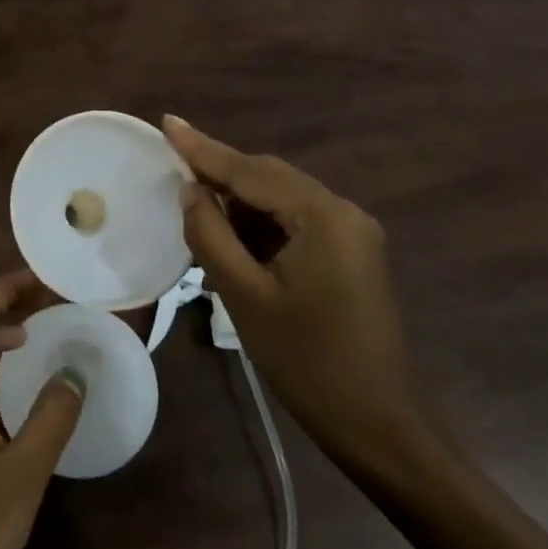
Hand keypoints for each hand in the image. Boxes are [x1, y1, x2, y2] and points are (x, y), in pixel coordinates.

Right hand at [163, 116, 439, 481]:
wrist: (379, 426)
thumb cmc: (306, 361)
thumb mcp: (245, 296)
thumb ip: (211, 234)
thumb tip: (189, 189)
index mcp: (323, 216)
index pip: (251, 171)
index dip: (203, 149)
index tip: (168, 123)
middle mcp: (343, 212)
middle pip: (269, 178)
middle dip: (220, 173)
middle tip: (171, 162)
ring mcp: (351, 234)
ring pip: (281, 201)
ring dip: (238, 204)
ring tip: (193, 208)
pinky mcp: (349, 256)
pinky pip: (295, 224)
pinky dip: (259, 227)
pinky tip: (231, 240)